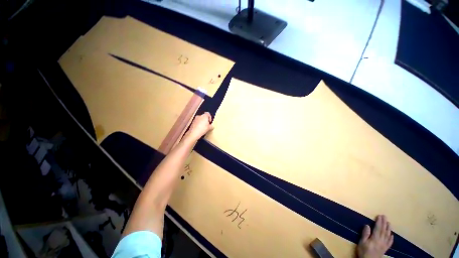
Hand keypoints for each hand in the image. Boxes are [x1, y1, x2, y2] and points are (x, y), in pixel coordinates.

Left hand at [186, 112, 213, 140]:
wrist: (194, 133)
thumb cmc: (202, 129)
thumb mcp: (209, 128)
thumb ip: (211, 126)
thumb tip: (212, 126)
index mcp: (204, 116)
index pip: (208, 113)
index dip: (210, 117)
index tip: (210, 121)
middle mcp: (199, 116)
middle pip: (204, 116)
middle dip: (205, 120)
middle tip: (207, 125)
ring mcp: (195, 119)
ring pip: (200, 119)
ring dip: (202, 122)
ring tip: (203, 128)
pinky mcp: (192, 122)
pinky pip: (197, 122)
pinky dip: (198, 124)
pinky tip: (199, 129)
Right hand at [357, 215, 393, 257]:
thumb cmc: (364, 251)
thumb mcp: (362, 243)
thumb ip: (365, 234)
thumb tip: (367, 225)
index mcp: (375, 238)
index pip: (378, 228)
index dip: (379, 222)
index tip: (379, 216)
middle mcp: (381, 240)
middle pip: (383, 231)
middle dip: (384, 223)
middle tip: (385, 216)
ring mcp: (384, 245)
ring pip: (387, 235)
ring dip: (388, 229)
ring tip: (389, 223)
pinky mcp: (385, 249)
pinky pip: (389, 243)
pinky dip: (391, 238)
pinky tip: (392, 235)